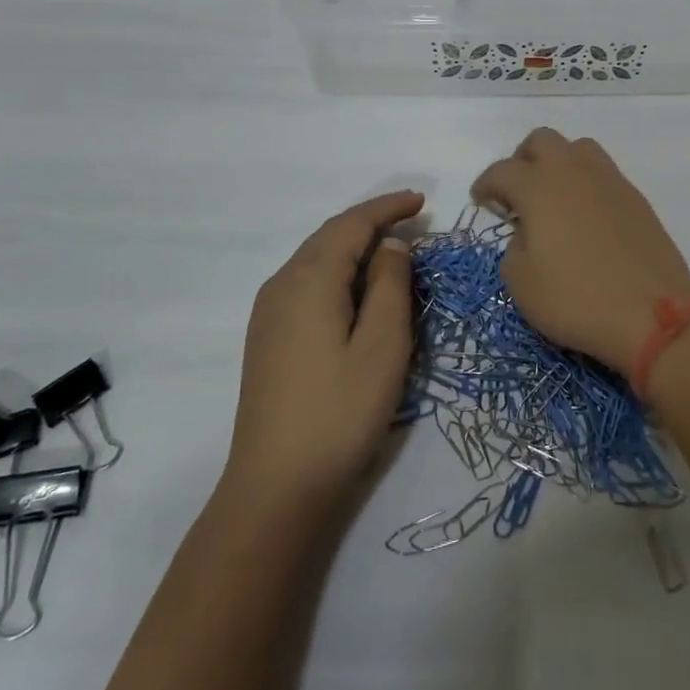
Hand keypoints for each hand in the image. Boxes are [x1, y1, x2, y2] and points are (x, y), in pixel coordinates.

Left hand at [224, 190, 424, 507]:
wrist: (275, 489)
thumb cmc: (339, 413)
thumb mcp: (383, 345)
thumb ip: (391, 285)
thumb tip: (390, 246)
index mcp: (309, 278)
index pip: (351, 223)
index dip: (387, 207)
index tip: (421, 201)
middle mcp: (282, 284)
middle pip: (330, 236)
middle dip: (371, 222)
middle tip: (412, 220)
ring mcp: (269, 312)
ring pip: (317, 259)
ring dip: (354, 247)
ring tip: (392, 250)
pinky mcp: (268, 337)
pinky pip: (307, 282)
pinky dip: (338, 271)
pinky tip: (357, 289)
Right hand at [472, 131, 689, 372]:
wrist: (653, 313)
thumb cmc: (577, 300)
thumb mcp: (522, 283)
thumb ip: (514, 246)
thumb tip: (528, 231)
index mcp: (538, 187)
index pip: (501, 171)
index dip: (485, 184)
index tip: (481, 201)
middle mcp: (572, 171)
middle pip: (541, 140)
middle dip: (522, 160)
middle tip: (517, 193)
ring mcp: (608, 179)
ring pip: (577, 148)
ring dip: (558, 163)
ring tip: (554, 197)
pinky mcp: (634, 196)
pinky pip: (602, 172)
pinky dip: (586, 182)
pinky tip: (585, 215)